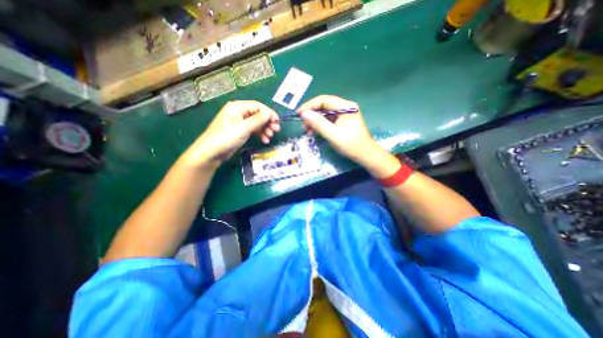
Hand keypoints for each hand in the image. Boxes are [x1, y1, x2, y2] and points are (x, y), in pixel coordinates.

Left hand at [184, 101, 280, 168]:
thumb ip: (258, 120)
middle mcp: (239, 113)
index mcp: (237, 107)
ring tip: (270, 137)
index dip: (269, 113)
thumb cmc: (226, 137)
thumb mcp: (244, 128)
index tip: (277, 122)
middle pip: (258, 114)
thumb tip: (270, 113)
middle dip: (268, 122)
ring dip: (265, 129)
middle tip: (276, 130)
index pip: (258, 106)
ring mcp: (239, 123)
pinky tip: (265, 140)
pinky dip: (260, 134)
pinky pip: (253, 130)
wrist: (212, 152)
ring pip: (257, 123)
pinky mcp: (240, 131)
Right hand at [298, 95, 385, 165]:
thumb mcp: (333, 135)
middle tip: (303, 125)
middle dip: (312, 114)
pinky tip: (314, 131)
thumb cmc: (351, 145)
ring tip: (307, 130)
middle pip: (323, 106)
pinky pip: (327, 120)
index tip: (299, 114)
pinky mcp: (341, 122)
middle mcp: (344, 107)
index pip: (324, 100)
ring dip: (314, 120)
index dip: (310, 105)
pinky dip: (319, 125)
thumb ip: (319, 124)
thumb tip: (304, 114)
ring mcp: (343, 114)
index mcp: (346, 107)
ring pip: (324, 113)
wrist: (365, 155)